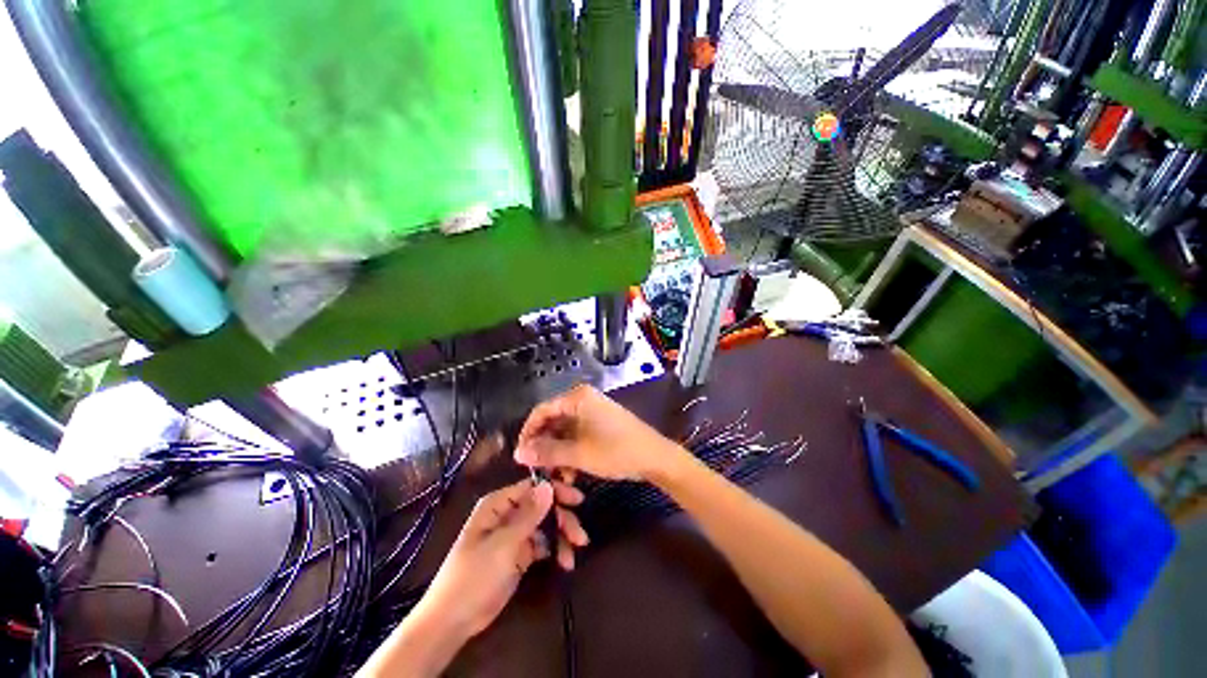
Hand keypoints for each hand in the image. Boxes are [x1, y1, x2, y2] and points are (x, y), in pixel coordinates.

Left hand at [417, 478, 588, 640]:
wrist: (453, 620)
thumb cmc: (474, 576)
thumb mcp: (503, 544)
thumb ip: (528, 515)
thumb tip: (548, 485)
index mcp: (498, 504)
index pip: (533, 487)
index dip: (556, 491)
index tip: (577, 500)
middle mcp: (508, 514)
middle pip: (543, 506)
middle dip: (562, 519)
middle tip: (580, 536)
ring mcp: (514, 534)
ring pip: (545, 525)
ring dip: (561, 537)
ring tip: (573, 554)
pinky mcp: (519, 554)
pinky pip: (542, 544)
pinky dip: (554, 550)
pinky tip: (564, 562)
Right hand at [514, 384, 683, 482]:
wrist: (655, 457)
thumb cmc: (616, 451)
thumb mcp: (579, 454)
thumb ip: (547, 452)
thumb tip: (517, 454)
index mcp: (577, 397)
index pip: (542, 411)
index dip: (528, 433)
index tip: (521, 456)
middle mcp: (583, 399)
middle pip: (553, 421)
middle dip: (545, 446)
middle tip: (538, 469)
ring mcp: (592, 411)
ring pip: (564, 431)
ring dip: (558, 453)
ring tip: (557, 476)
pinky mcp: (599, 423)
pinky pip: (577, 435)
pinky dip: (571, 452)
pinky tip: (572, 473)